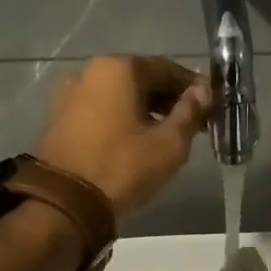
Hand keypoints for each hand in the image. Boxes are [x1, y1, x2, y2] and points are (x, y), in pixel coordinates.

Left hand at [36, 56, 210, 216]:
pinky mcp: (59, 117)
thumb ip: (190, 112)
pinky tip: (136, 140)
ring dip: (145, 109)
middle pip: (141, 79)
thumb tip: (202, 92)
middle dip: (168, 99)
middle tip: (192, 122)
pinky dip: (121, 118)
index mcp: (119, 68)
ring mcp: (70, 94)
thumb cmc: (123, 167)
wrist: (65, 202)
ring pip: (120, 95)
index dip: (193, 87)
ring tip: (166, 134)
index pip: (167, 69)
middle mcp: (90, 71)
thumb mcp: (169, 144)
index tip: (211, 106)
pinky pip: (101, 109)